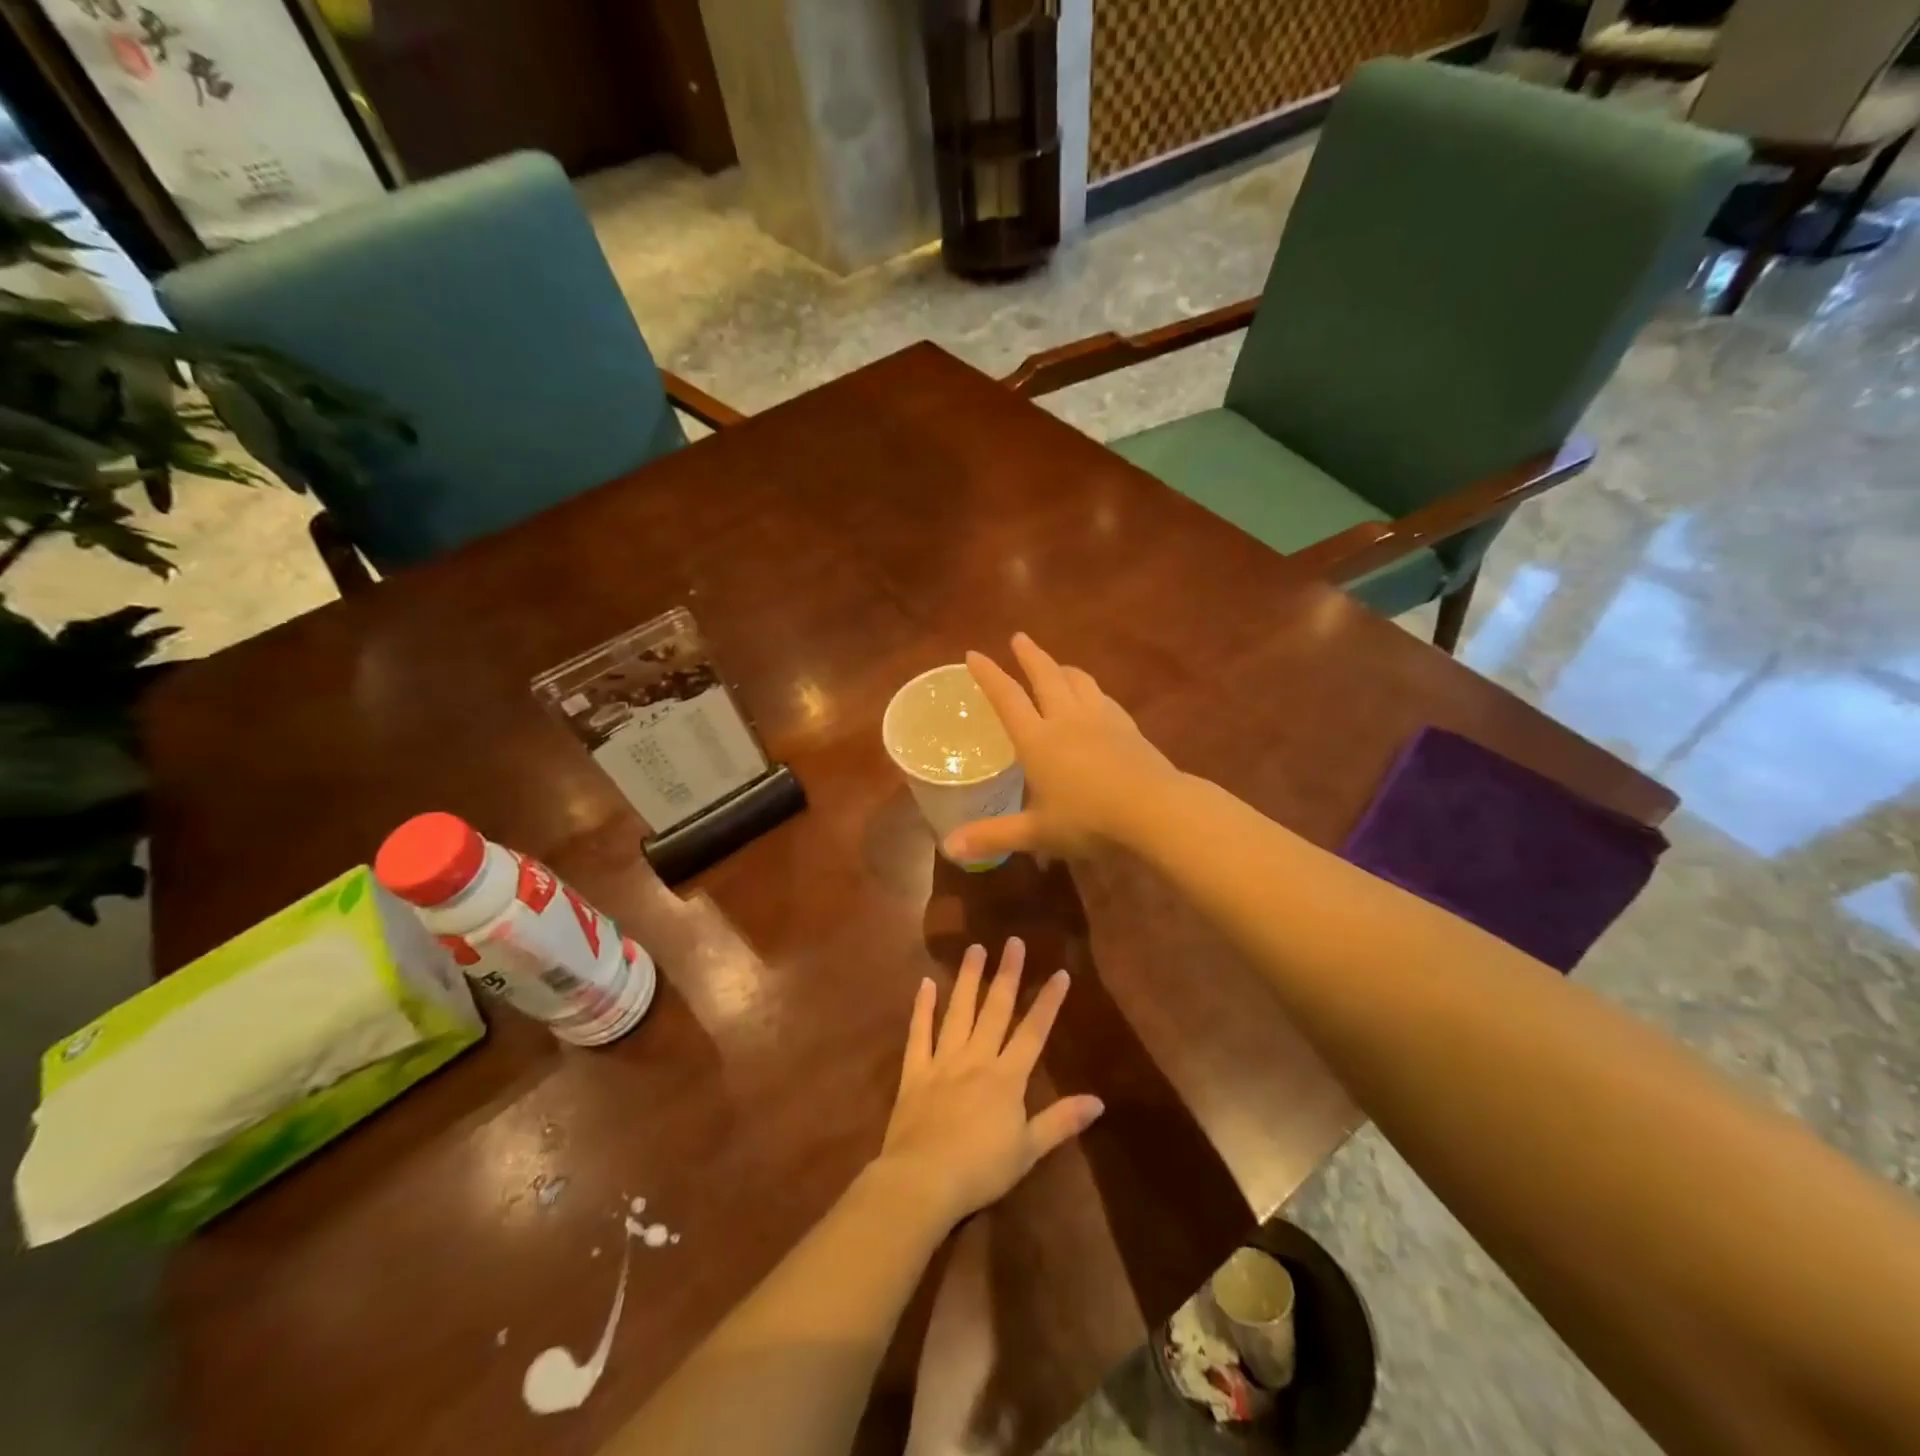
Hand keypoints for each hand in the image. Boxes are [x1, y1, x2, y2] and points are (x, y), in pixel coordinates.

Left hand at [875, 939, 1103, 1228]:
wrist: (923, 1180)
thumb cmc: (980, 1170)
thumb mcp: (1028, 1150)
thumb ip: (1061, 1121)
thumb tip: (1099, 1101)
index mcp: (1007, 1078)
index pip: (1033, 1032)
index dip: (1048, 1002)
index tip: (1060, 973)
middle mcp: (977, 1059)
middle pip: (995, 1010)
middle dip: (1008, 975)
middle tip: (1013, 942)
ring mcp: (943, 1061)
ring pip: (959, 1012)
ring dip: (968, 979)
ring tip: (975, 949)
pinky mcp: (915, 1071)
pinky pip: (919, 1034)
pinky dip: (922, 1008)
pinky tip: (926, 984)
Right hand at [944, 632, 1181, 862]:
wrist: (1154, 809)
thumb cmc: (1089, 820)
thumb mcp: (1037, 832)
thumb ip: (993, 836)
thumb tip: (949, 847)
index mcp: (1038, 740)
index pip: (1007, 698)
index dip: (989, 675)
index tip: (974, 655)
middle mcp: (1067, 719)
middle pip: (1045, 676)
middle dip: (1029, 656)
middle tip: (1019, 638)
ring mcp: (1101, 719)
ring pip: (1079, 681)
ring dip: (1063, 668)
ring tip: (1057, 665)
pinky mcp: (1128, 727)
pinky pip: (1104, 698)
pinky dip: (1091, 690)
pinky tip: (1095, 698)